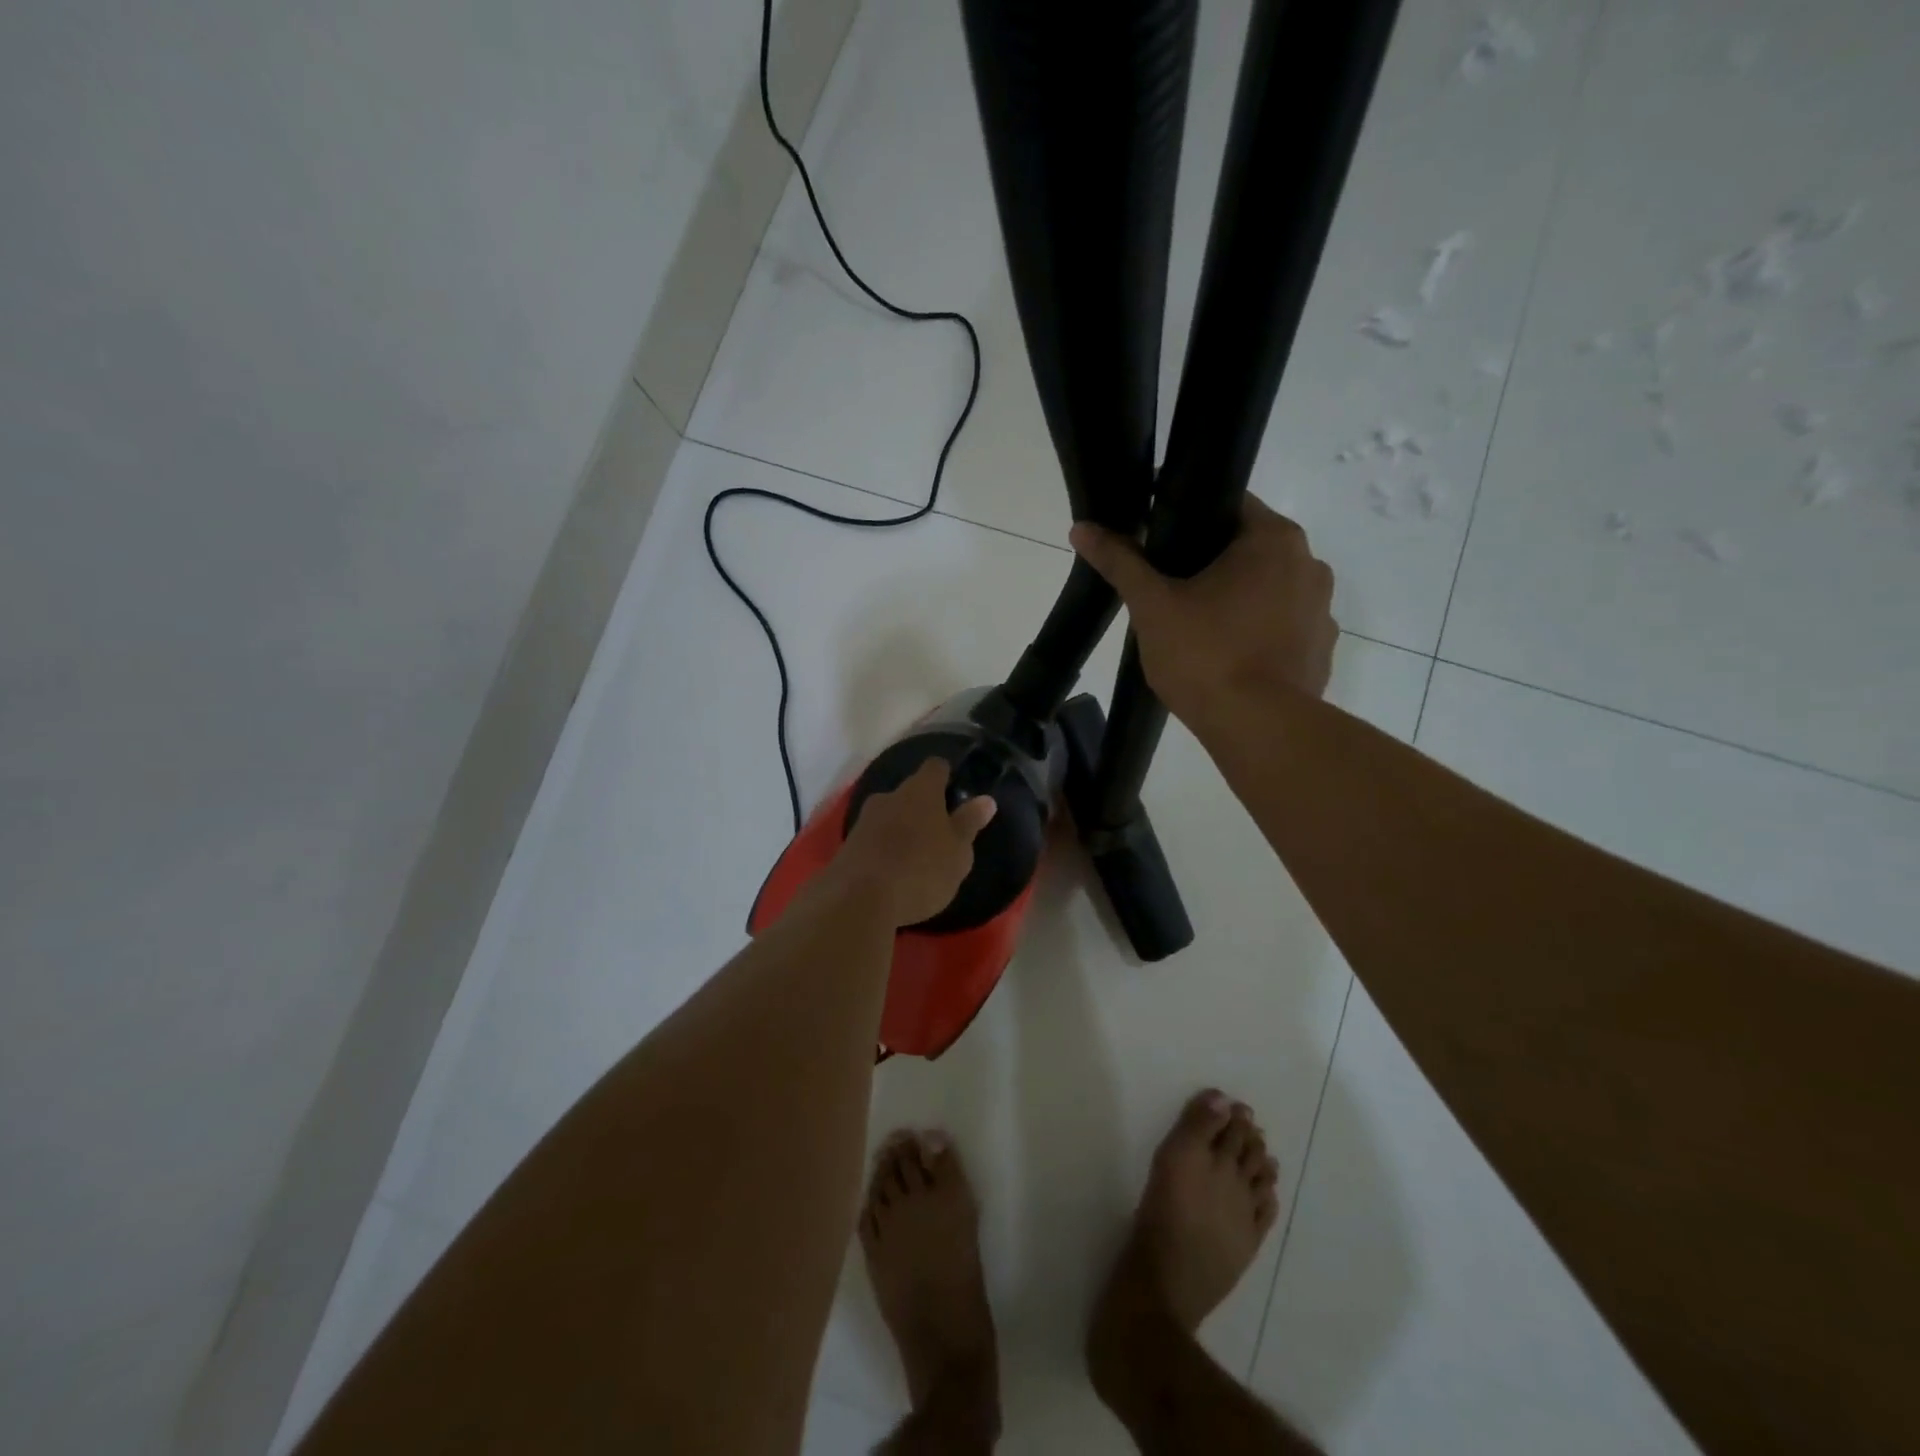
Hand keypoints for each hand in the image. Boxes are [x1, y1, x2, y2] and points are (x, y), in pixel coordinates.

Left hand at [829, 759, 998, 928]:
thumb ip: (969, 823)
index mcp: (920, 791)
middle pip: (910, 792)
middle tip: (939, 833)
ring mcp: (864, 820)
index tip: (954, 790)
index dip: (946, 776)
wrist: (858, 900)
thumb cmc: (921, 870)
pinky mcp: (848, 846)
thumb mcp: (958, 852)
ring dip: (902, 830)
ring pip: (889, 816)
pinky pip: (873, 840)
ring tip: (916, 858)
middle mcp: (889, 796)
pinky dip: (884, 850)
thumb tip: (985, 800)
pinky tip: (892, 873)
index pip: (935, 767)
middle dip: (923, 808)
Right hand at [1069, 497, 1336, 723]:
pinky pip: (1284, 629)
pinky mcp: (1322, 652)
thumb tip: (1082, 528)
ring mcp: (1322, 611)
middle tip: (1171, 591)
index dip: (1191, 519)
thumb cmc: (1205, 655)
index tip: (1161, 544)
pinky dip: (1260, 636)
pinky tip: (1230, 659)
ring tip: (1199, 630)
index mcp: (1274, 539)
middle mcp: (1310, 564)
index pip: (1230, 505)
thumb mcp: (1152, 606)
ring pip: (1270, 591)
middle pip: (1251, 550)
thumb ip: (1121, 563)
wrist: (1259, 729)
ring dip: (1240, 601)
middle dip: (1213, 565)